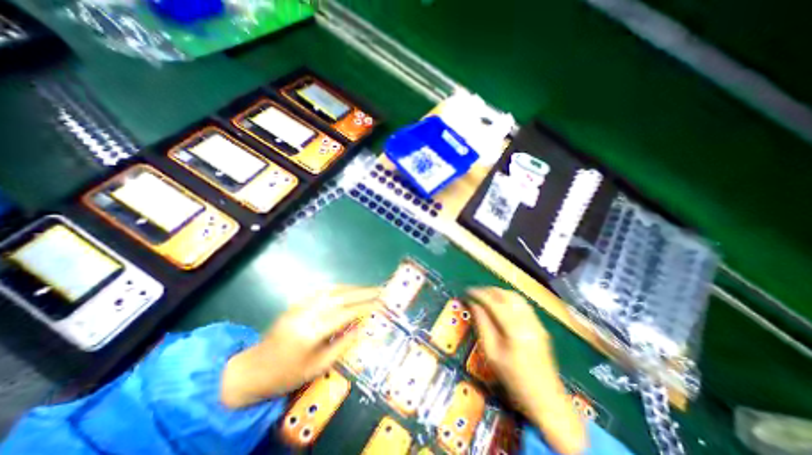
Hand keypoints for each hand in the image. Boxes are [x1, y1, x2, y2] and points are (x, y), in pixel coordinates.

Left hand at [221, 286, 382, 405]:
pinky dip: (339, 287)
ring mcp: (300, 305)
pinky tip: (348, 289)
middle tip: (380, 290)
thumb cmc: (287, 375)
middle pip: (340, 296)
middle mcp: (306, 313)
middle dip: (363, 292)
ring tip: (368, 289)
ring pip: (332, 290)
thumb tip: (363, 327)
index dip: (365, 307)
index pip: (345, 313)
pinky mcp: (296, 303)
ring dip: (353, 287)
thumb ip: (343, 344)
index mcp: (311, 332)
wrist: (252, 369)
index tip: (381, 303)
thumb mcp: (318, 366)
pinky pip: (321, 290)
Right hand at [466, 288, 586, 453]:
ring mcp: (537, 322)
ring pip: (516, 297)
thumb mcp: (491, 354)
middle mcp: (529, 321)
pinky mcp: (540, 326)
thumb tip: (473, 305)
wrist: (546, 400)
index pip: (494, 302)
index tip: (468, 291)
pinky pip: (522, 304)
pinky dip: (509, 299)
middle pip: (507, 295)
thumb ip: (482, 325)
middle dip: (489, 290)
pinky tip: (500, 305)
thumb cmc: (514, 380)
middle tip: (475, 293)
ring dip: (499, 293)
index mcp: (515, 330)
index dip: (480, 294)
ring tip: (486, 296)